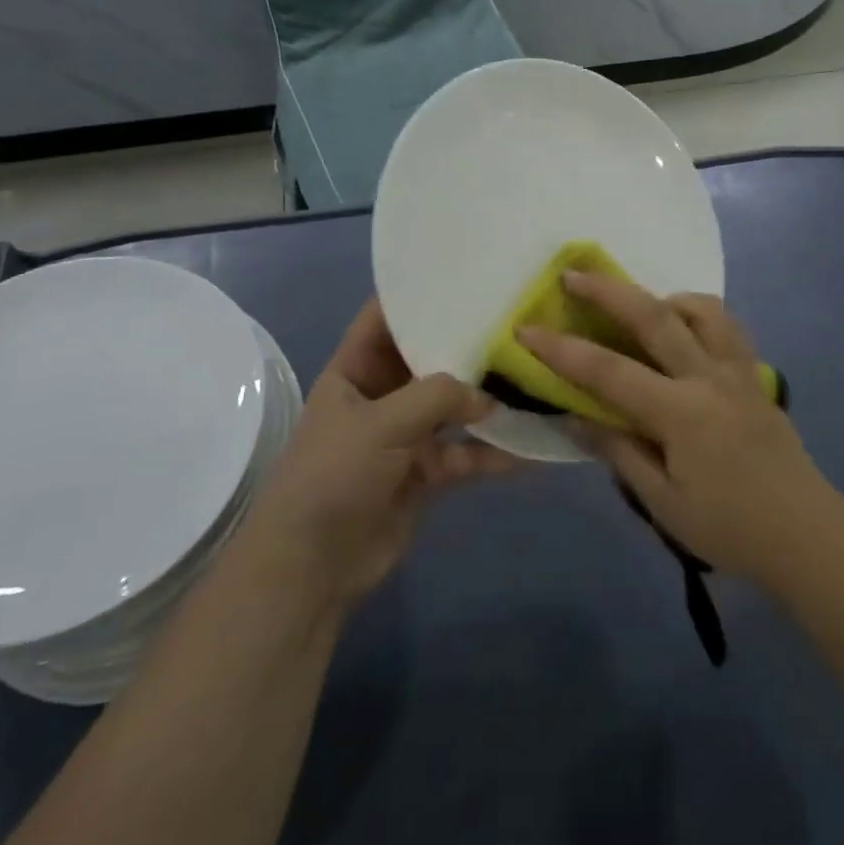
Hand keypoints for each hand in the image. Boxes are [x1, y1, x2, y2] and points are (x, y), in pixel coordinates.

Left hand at [244, 300, 517, 608]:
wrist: (311, 568)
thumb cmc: (333, 477)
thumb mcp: (382, 424)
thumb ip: (438, 397)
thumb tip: (490, 397)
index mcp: (354, 371)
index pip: (384, 319)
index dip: (416, 296)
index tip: (462, 276)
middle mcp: (380, 396)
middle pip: (427, 360)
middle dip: (464, 346)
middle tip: (515, 322)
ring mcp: (404, 436)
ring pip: (451, 408)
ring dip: (485, 401)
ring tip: (532, 379)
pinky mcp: (424, 474)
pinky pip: (464, 454)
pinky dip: (492, 453)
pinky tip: (529, 449)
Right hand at [518, 272, 839, 588]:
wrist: (807, 535)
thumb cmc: (730, 528)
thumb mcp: (663, 502)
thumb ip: (619, 451)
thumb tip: (575, 417)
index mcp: (682, 413)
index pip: (609, 372)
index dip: (563, 350)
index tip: (527, 330)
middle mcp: (709, 377)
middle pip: (655, 316)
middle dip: (608, 291)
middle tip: (573, 275)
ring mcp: (738, 370)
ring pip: (702, 308)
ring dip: (663, 296)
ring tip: (639, 304)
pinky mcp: (755, 375)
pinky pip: (727, 326)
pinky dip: (699, 314)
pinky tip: (684, 331)